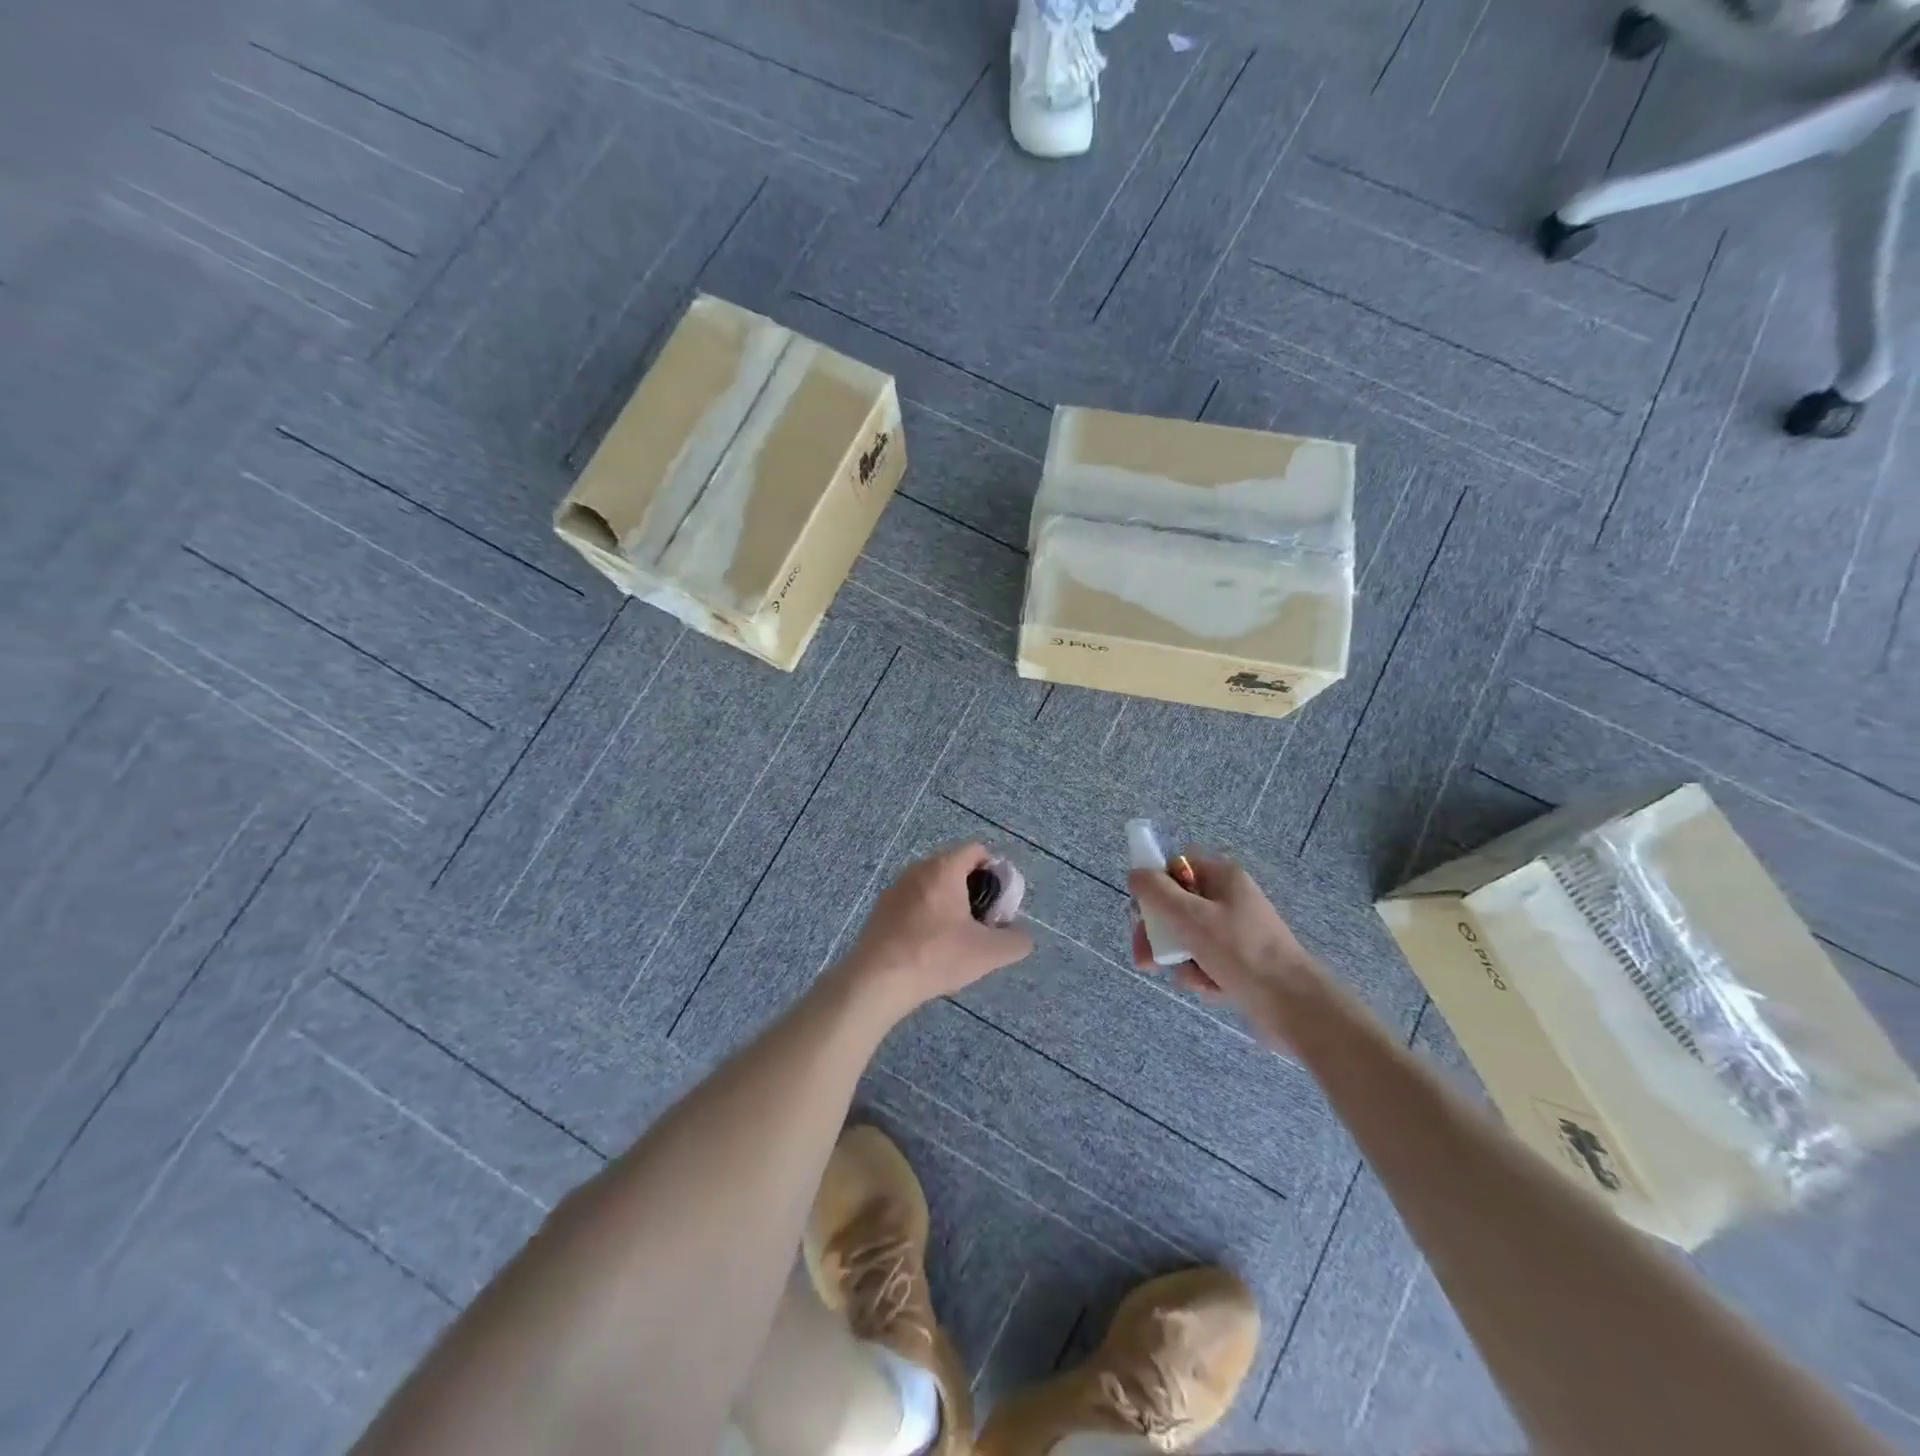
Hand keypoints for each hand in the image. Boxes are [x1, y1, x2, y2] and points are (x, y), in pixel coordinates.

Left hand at [843, 842, 1033, 1013]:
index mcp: (944, 868)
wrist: (877, 980)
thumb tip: (1021, 937)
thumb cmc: (936, 956)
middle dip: (974, 890)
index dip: (995, 871)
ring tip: (957, 938)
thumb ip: (1016, 941)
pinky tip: (929, 946)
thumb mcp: (988, 953)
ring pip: (933, 885)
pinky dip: (927, 915)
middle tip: (982, 922)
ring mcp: (895, 888)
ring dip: (950, 904)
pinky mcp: (881, 909)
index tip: (999, 901)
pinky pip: (914, 901)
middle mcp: (917, 869)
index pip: (976, 850)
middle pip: (955, 867)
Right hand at [1128, 852, 1319, 1012]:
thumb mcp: (1190, 916)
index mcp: (1222, 876)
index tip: (1142, 914)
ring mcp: (1235, 931)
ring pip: (1187, 937)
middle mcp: (1229, 898)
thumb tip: (1135, 874)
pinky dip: (1202, 975)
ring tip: (1191, 978)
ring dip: (1181, 959)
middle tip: (1145, 958)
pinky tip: (1212, 989)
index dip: (1154, 888)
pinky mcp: (1240, 961)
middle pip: (1176, 906)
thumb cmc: (1239, 951)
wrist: (1292, 1004)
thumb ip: (1156, 892)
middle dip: (1159, 934)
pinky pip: (1205, 961)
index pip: (1175, 868)